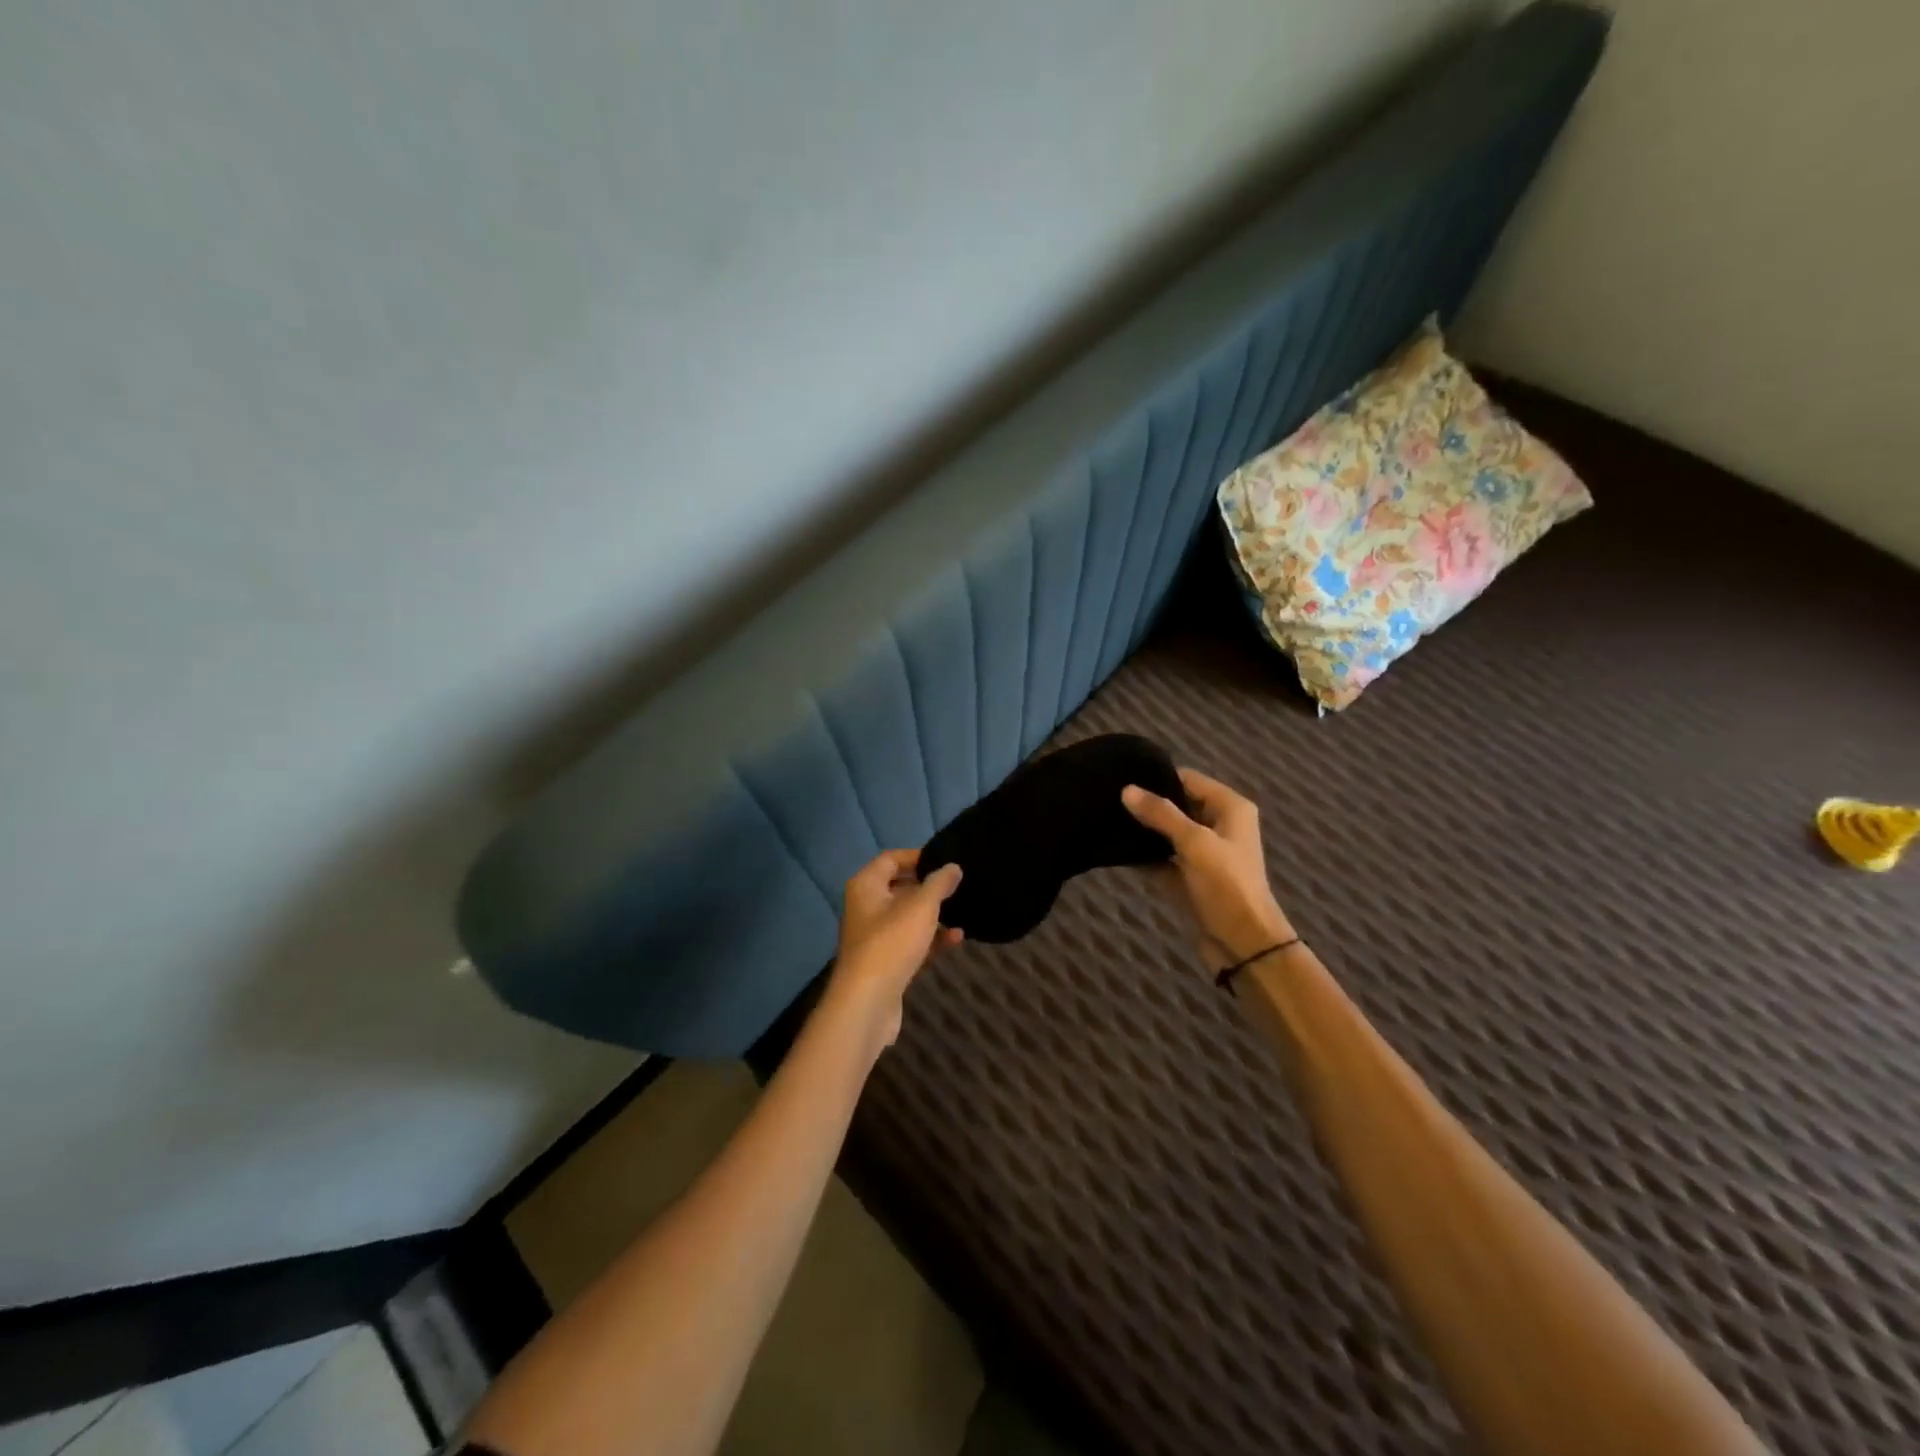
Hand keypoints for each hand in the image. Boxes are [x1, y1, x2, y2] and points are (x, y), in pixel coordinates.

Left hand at [829, 849, 963, 1048]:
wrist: (867, 1003)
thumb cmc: (891, 943)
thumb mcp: (921, 907)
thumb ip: (939, 883)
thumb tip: (953, 867)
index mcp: (866, 886)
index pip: (890, 859)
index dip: (917, 856)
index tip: (945, 861)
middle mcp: (866, 907)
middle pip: (899, 887)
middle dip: (928, 886)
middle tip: (957, 885)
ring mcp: (874, 937)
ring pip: (907, 917)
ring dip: (932, 914)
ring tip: (961, 910)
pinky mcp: (885, 963)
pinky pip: (910, 942)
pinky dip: (930, 939)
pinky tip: (956, 938)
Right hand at [1122, 768, 1292, 970]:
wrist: (1244, 944)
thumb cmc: (1226, 885)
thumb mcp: (1194, 843)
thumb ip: (1160, 814)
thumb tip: (1127, 789)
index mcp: (1229, 808)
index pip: (1188, 779)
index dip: (1158, 777)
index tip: (1121, 777)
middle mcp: (1218, 825)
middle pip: (1176, 804)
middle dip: (1147, 803)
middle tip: (1107, 798)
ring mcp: (1203, 853)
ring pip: (1167, 832)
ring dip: (1143, 829)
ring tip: (1105, 819)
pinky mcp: (1189, 876)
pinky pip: (1162, 858)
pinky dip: (1144, 855)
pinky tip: (1114, 849)